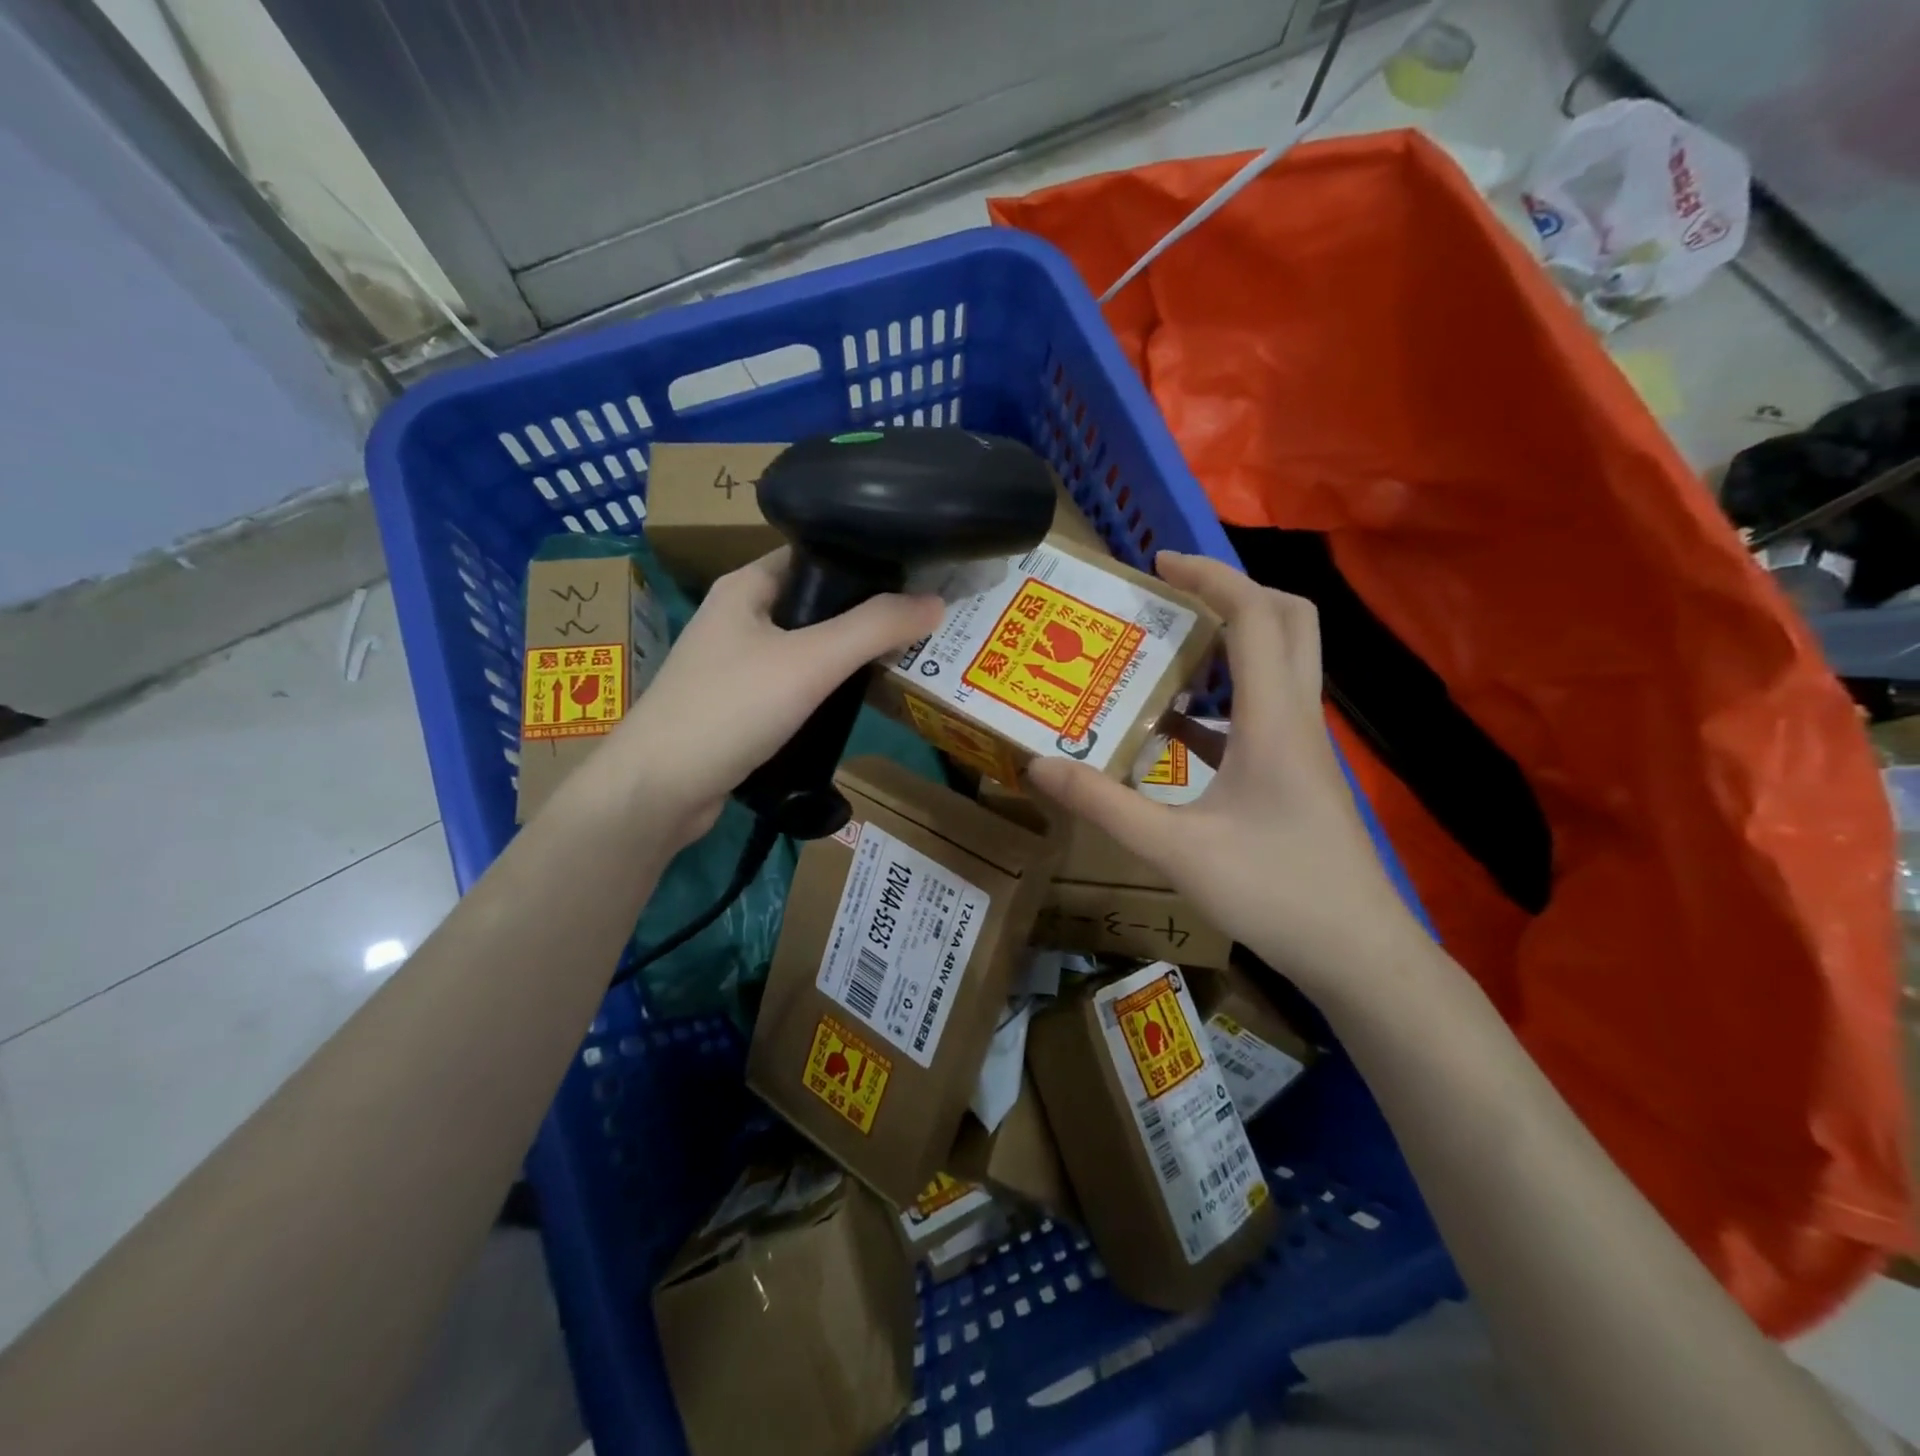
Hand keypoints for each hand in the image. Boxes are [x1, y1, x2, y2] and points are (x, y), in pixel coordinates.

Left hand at [598, 550, 943, 845]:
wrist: (658, 790)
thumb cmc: (729, 709)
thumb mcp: (809, 662)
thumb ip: (873, 629)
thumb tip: (936, 602)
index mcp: (746, 585)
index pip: (816, 555)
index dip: (866, 561)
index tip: (918, 575)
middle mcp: (739, 617)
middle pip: (816, 604)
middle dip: (865, 615)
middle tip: (922, 625)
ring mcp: (736, 665)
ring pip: (807, 648)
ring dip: (848, 656)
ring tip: (904, 659)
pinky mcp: (740, 707)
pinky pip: (794, 686)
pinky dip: (826, 690)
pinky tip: (858, 701)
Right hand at [1026, 552, 1419, 988]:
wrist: (1359, 953)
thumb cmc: (1276, 894)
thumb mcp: (1177, 850)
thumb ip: (1104, 806)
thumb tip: (1039, 764)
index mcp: (1272, 720)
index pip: (1253, 617)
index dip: (1210, 577)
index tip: (1159, 563)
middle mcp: (1295, 719)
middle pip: (1288, 622)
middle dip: (1234, 591)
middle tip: (1173, 594)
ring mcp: (1303, 748)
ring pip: (1281, 664)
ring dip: (1231, 641)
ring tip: (1166, 646)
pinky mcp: (1298, 775)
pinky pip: (1263, 713)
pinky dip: (1223, 699)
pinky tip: (1175, 725)